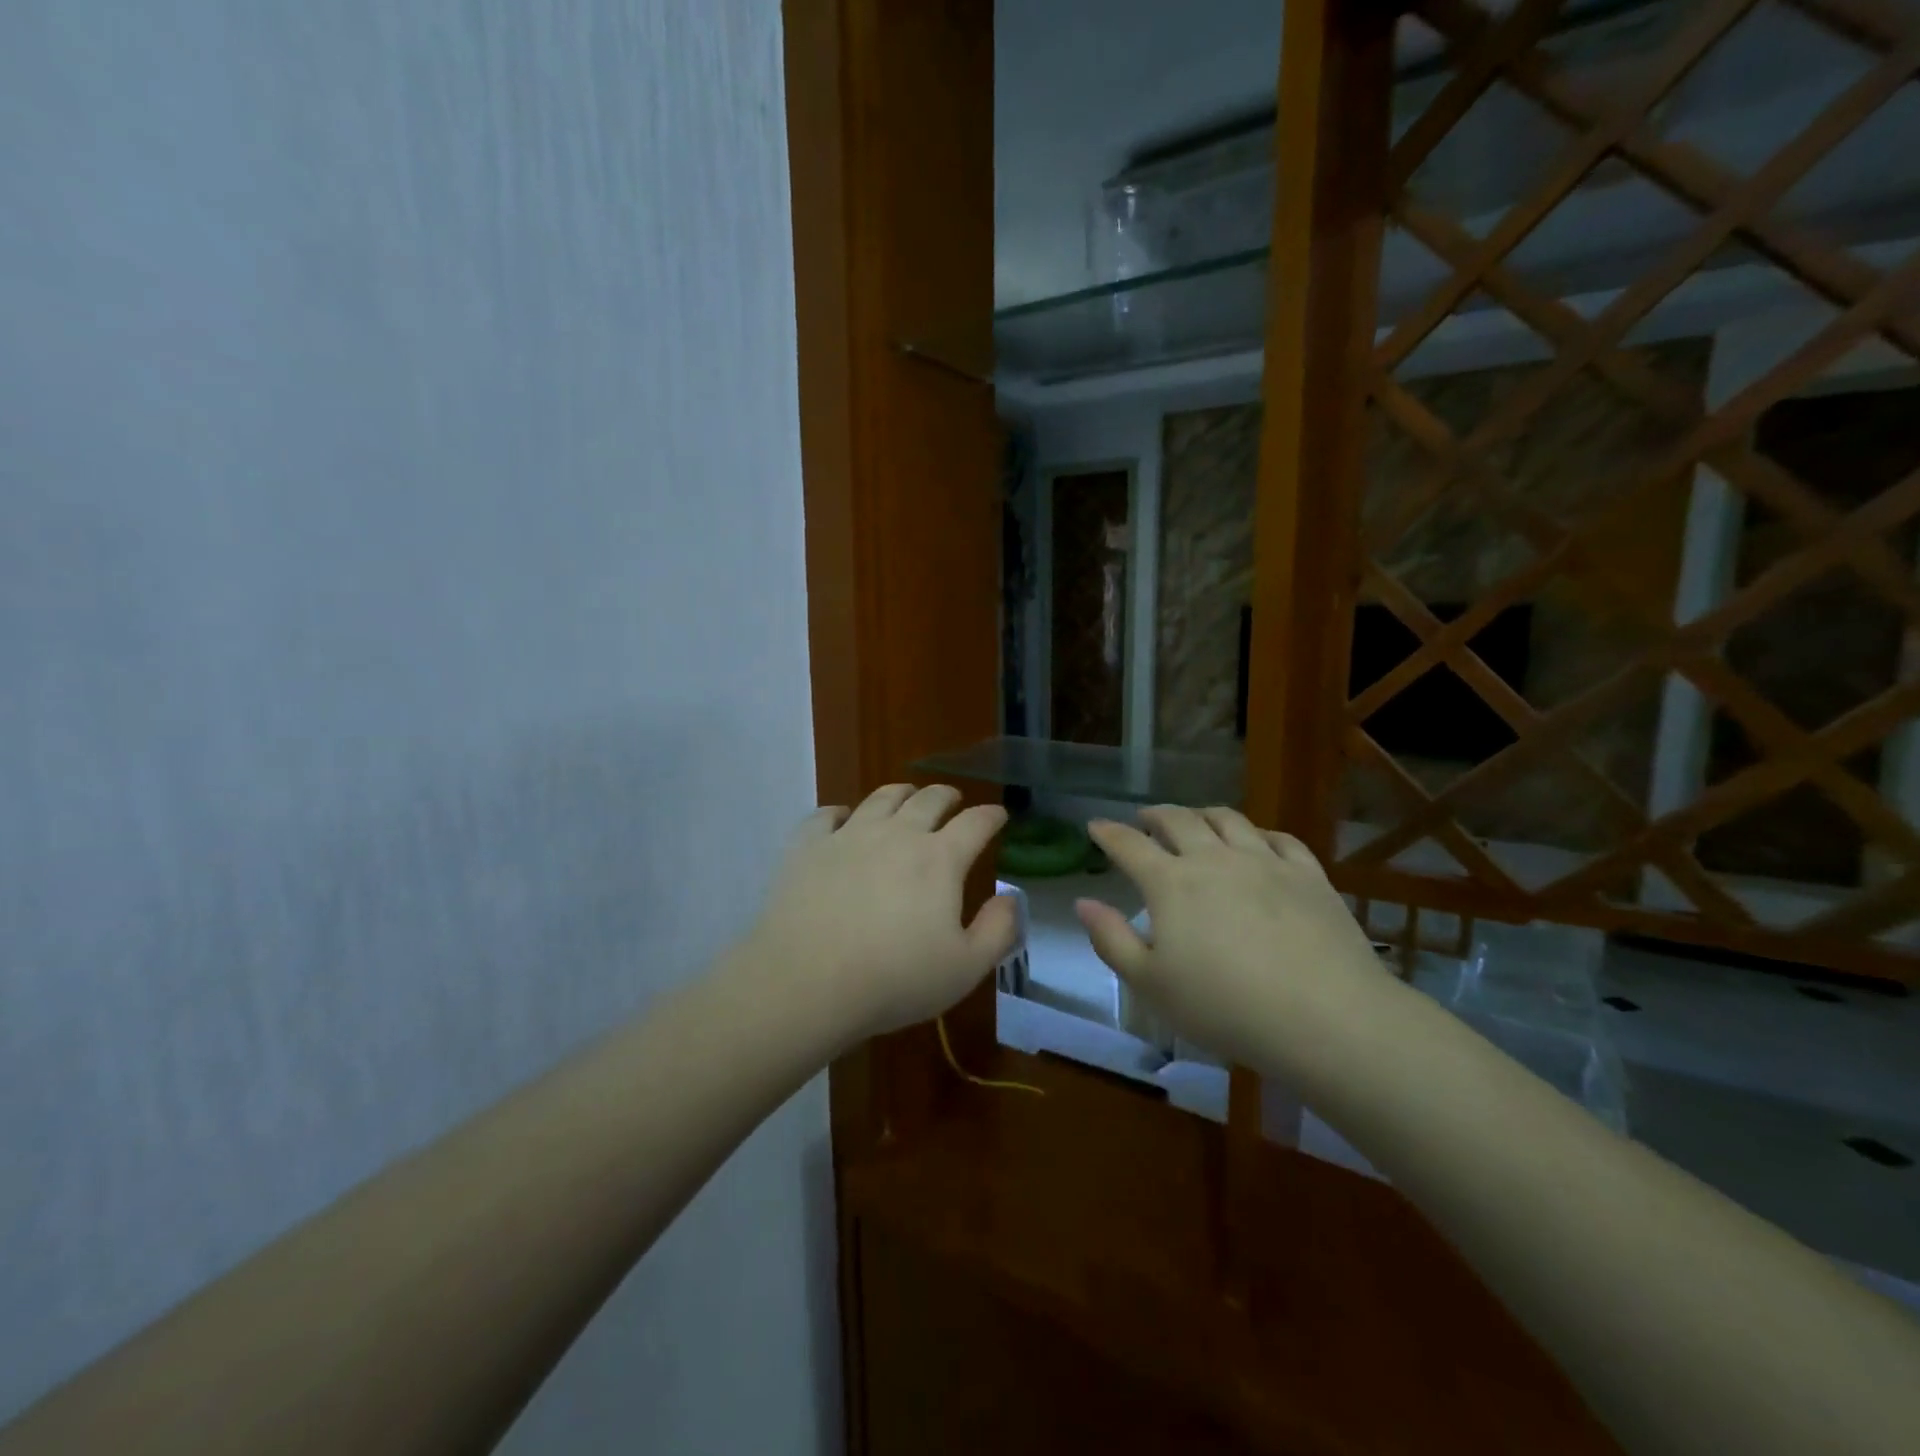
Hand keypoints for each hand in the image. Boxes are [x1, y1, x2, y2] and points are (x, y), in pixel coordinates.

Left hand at [746, 783, 1018, 1044]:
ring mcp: (849, 835)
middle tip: (953, 801)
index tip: (999, 815)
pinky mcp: (808, 846)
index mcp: (939, 859)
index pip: (975, 823)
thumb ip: (998, 930)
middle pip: (929, 799)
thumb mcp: (965, 968)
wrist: (807, 982)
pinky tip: (843, 819)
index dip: (991, 816)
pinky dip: (841, 812)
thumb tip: (1011, 897)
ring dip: (902, 794)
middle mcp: (897, 834)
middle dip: (947, 796)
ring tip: (907, 798)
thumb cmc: (894, 979)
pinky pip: (826, 814)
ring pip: (881, 797)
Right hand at [1075, 806, 1386, 1069]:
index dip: (1108, 833)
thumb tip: (1083, 902)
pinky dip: (1259, 832)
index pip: (1129, 845)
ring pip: (1228, 819)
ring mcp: (1265, 861)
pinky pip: (1280, 838)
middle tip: (1144, 818)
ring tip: (1195, 819)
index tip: (1095, 825)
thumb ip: (1111, 940)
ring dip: (1203, 814)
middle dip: (1155, 815)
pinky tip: (1257, 840)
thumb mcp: (1151, 984)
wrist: (1325, 1017)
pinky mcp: (1308, 875)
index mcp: (1171, 883)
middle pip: (1178, 820)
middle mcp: (1214, 859)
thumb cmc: (1225, 1007)